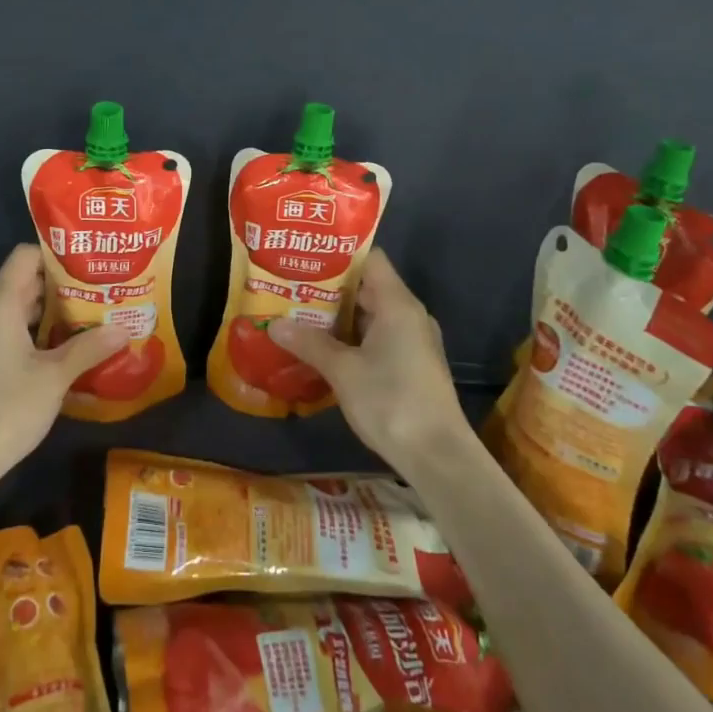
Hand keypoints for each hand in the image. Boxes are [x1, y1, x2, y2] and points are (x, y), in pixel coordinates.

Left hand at [0, 245, 128, 481]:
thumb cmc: (6, 409)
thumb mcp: (55, 377)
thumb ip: (90, 347)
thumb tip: (125, 328)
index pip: (25, 256)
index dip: (57, 254)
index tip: (90, 263)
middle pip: (25, 284)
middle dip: (63, 288)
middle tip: (102, 293)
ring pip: (17, 312)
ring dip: (52, 316)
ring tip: (91, 321)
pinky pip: (7, 334)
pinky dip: (34, 336)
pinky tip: (63, 354)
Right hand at [267, 250, 472, 471]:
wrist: (437, 456)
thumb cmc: (391, 401)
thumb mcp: (343, 371)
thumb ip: (309, 343)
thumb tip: (275, 324)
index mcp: (397, 304)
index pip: (370, 259)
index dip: (339, 255)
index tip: (307, 256)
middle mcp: (409, 315)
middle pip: (368, 287)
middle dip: (330, 287)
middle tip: (292, 286)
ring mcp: (413, 341)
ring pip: (371, 315)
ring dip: (339, 316)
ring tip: (299, 314)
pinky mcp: (412, 365)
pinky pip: (378, 337)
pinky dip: (352, 337)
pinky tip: (323, 348)